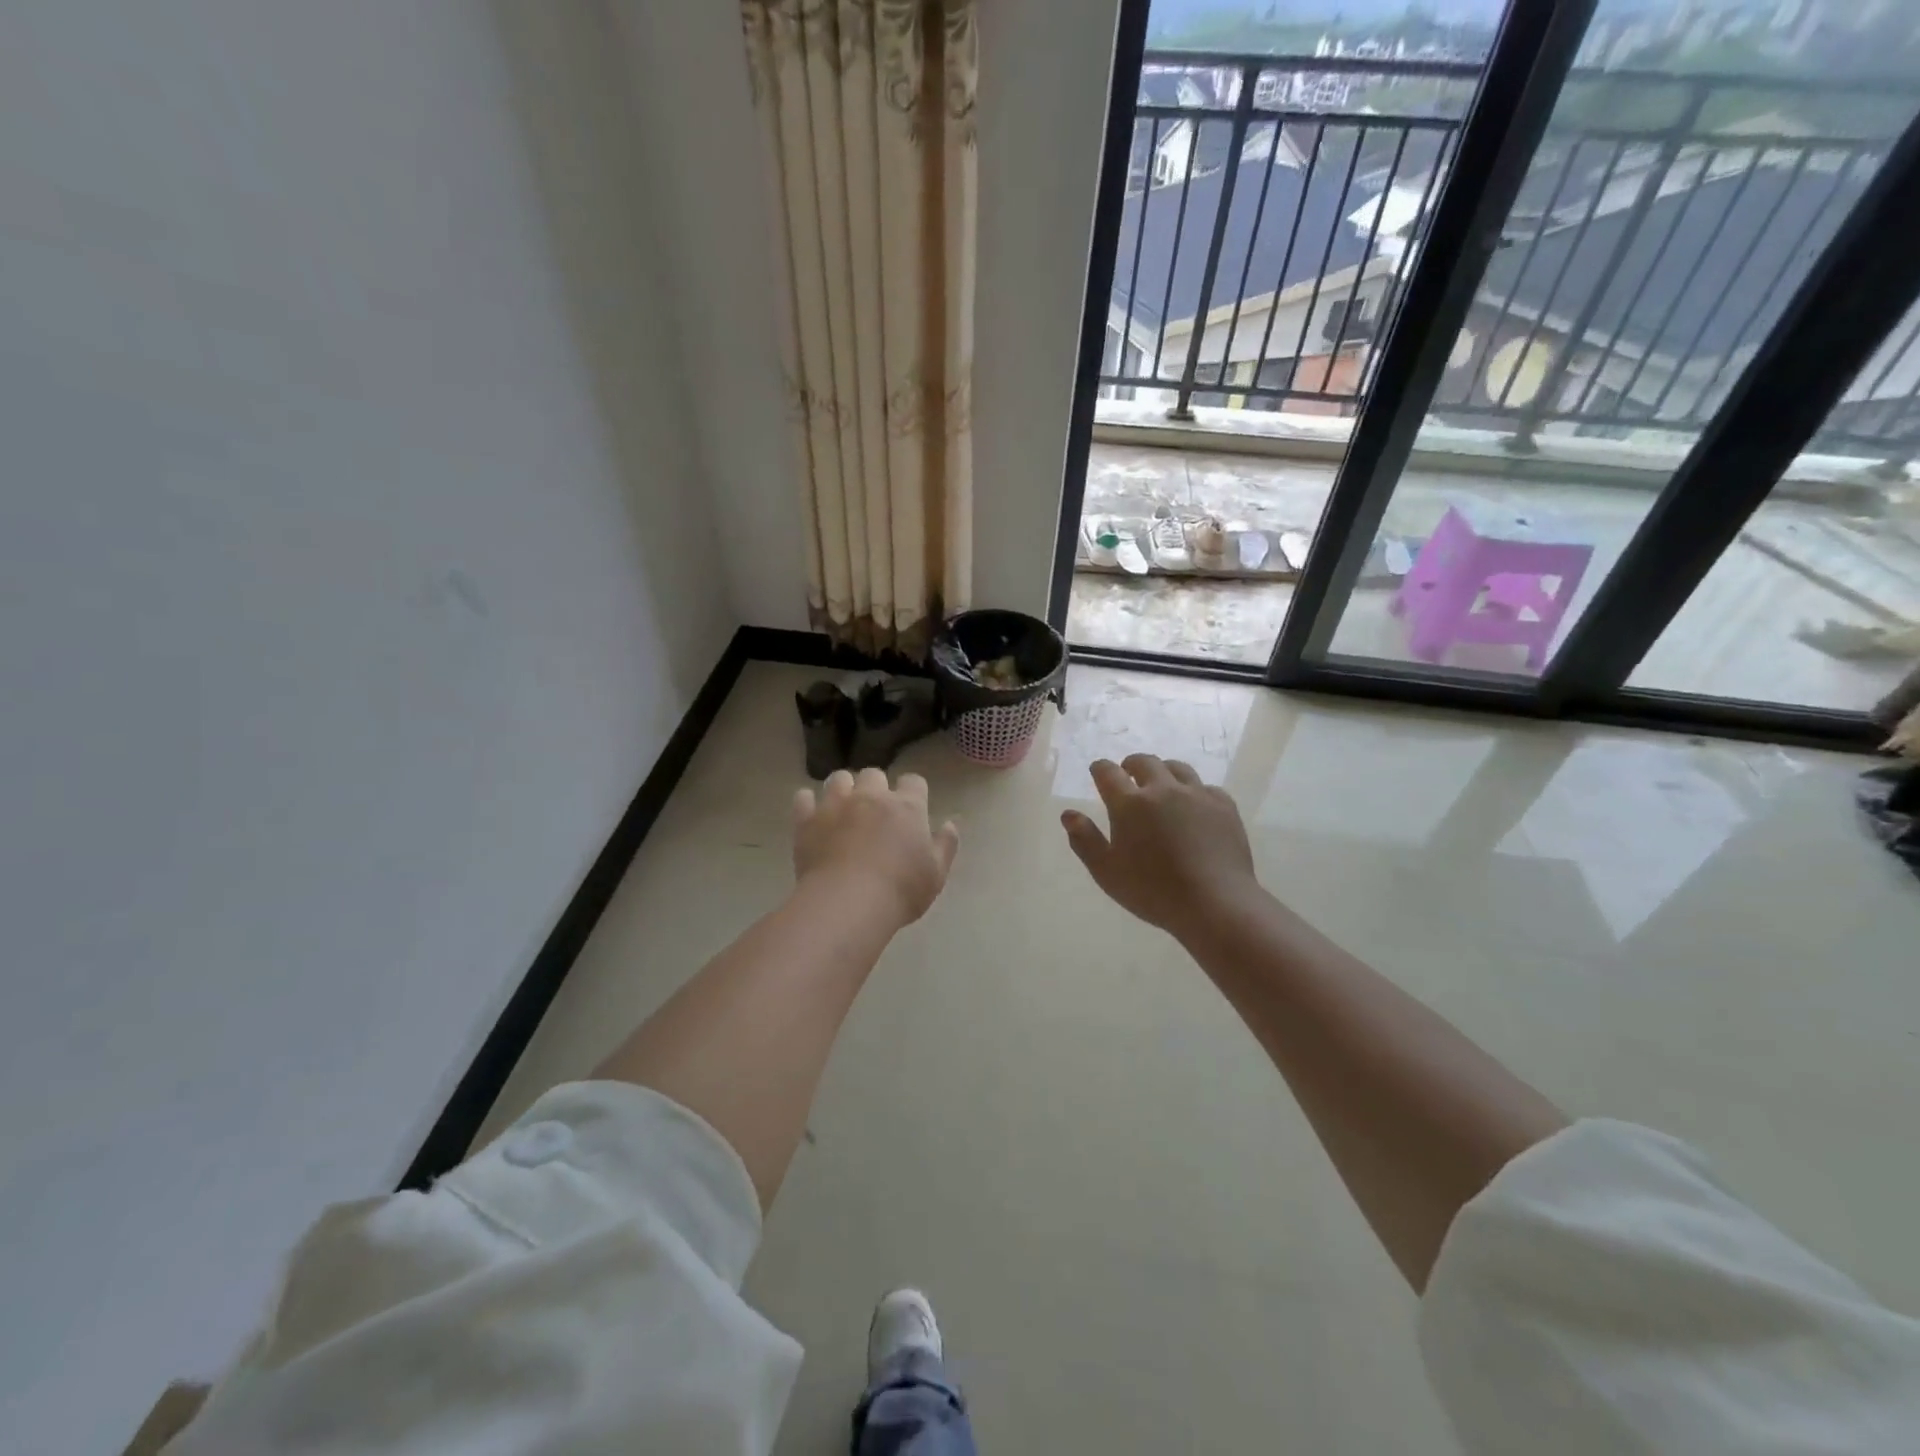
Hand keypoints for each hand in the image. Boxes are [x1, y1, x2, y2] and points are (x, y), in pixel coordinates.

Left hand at [794, 768, 960, 925]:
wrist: (848, 903)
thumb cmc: (900, 890)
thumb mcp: (936, 874)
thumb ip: (945, 845)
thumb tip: (950, 823)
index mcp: (907, 806)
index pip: (914, 781)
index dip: (913, 792)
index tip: (911, 808)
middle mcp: (871, 796)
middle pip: (873, 774)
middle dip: (875, 787)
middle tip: (875, 811)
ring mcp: (836, 805)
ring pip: (839, 778)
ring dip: (843, 789)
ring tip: (843, 808)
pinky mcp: (807, 820)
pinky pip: (804, 798)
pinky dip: (808, 803)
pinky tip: (812, 816)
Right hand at [1061, 755, 1260, 942]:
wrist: (1215, 903)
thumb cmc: (1153, 891)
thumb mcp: (1107, 872)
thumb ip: (1085, 840)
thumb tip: (1068, 814)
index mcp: (1129, 804)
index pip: (1108, 772)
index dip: (1100, 769)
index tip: (1098, 771)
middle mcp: (1162, 790)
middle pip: (1145, 762)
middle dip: (1131, 764)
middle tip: (1128, 773)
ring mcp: (1197, 795)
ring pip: (1177, 768)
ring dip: (1163, 771)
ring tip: (1161, 784)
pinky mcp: (1224, 806)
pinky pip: (1205, 787)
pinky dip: (1194, 791)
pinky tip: (1194, 806)